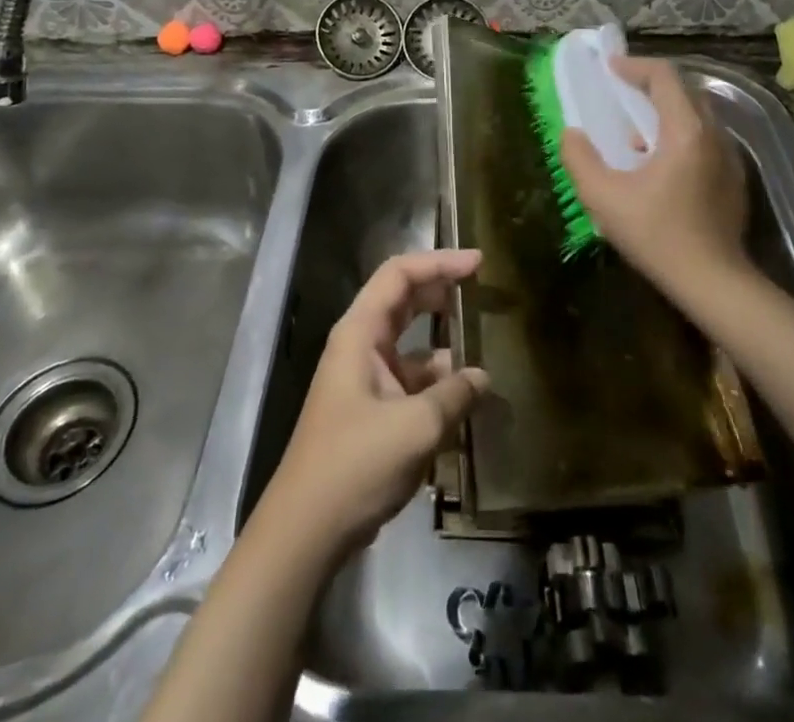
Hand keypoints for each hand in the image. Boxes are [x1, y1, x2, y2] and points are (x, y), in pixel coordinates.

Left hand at [261, 250, 488, 560]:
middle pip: (405, 301)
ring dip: (446, 344)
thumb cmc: (355, 465)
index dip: (439, 262)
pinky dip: (439, 382)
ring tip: (487, 348)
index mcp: (360, 332)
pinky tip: (468, 397)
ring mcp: (365, 378)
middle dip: (443, 292)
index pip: (400, 275)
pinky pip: (411, 380)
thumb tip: (482, 377)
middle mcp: (361, 345)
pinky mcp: (372, 409)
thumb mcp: (415, 427)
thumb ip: (454, 395)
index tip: (478, 263)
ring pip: (412, 344)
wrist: (306, 531)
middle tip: (484, 290)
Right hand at [560, 57, 749, 295]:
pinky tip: (660, 166)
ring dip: (666, 112)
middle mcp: (714, 134)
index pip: (664, 77)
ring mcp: (730, 157)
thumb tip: (572, 135)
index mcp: (685, 131)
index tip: (610, 69)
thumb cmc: (657, 236)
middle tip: (621, 94)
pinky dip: (681, 135)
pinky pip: (706, 139)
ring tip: (635, 135)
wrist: (714, 282)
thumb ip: (580, 159)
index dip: (635, 66)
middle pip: (685, 90)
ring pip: (697, 115)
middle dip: (651, 85)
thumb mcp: (604, 198)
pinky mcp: (734, 179)